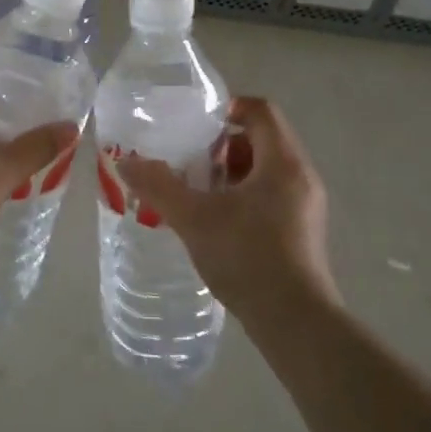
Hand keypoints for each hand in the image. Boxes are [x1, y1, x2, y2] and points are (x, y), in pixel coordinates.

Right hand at [119, 96, 335, 316]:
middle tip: (189, 162)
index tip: (195, 125)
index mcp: (283, 162)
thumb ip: (158, 186)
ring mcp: (305, 207)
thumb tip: (125, 162)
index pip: (261, 111)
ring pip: (265, 171)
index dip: (228, 108)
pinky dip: (242, 197)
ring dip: (230, 173)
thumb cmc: (248, 257)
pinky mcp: (302, 233)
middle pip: (261, 139)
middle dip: (221, 146)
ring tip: (196, 193)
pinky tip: (215, 223)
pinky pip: (271, 196)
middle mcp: (301, 177)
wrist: (295, 324)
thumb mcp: (194, 218)